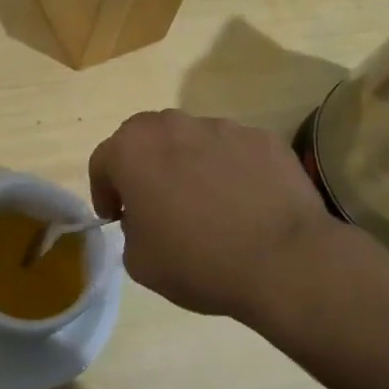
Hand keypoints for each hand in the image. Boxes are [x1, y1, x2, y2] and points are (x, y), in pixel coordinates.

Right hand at [89, 109, 337, 321]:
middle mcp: (172, 126)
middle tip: (154, 202)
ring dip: (187, 164)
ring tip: (206, 203)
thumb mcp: (139, 261)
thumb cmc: (198, 262)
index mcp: (132, 150)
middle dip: (143, 166)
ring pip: (191, 140)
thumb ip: (131, 229)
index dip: (104, 191)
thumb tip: (146, 218)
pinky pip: (233, 150)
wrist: (285, 261)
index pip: (102, 161)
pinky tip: (244, 203)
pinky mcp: (262, 138)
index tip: (115, 216)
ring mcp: (221, 127)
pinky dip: (229, 169)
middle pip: (145, 138)